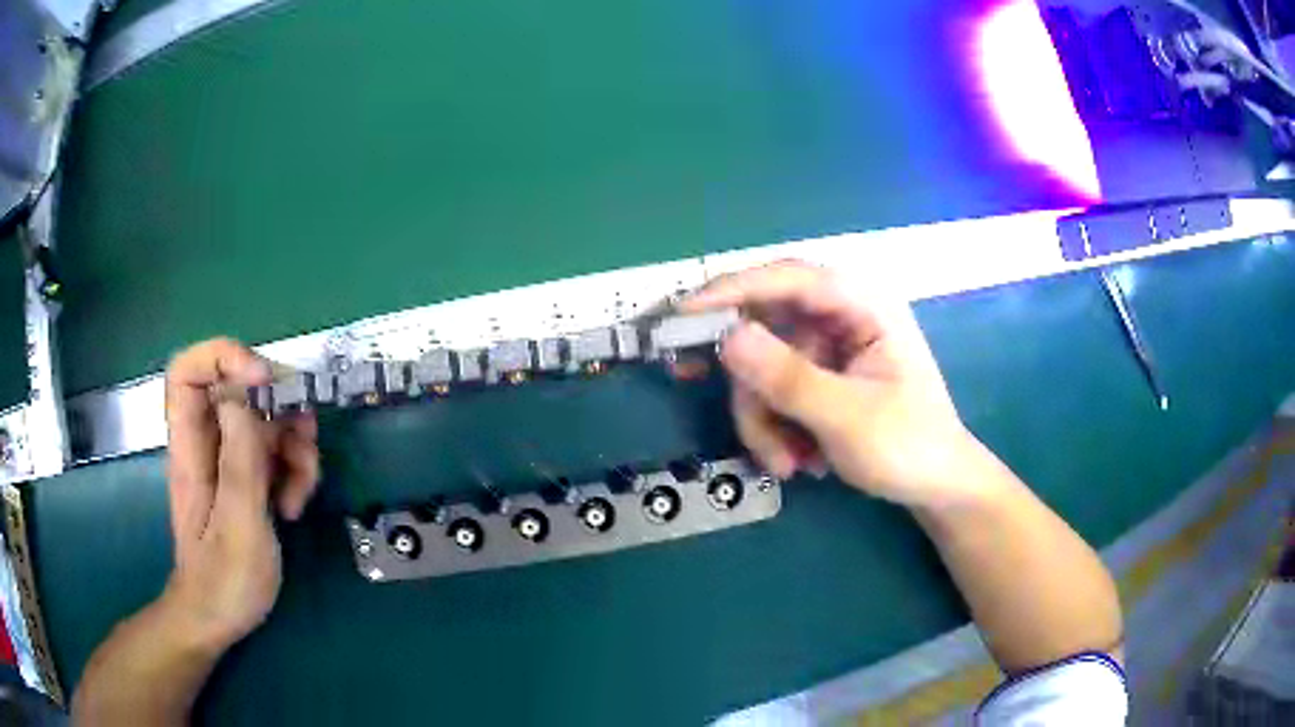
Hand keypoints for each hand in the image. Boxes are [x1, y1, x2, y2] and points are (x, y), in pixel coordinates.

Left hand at [161, 339, 320, 653]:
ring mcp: (228, 461)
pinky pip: (274, 452)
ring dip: (294, 445)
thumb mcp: (238, 526)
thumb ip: (240, 462)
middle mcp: (207, 444)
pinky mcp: (247, 478)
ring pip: (264, 421)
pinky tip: (295, 506)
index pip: (188, 373)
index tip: (264, 381)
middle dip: (277, 406)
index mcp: (190, 448)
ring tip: (301, 491)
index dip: (223, 358)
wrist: (218, 619)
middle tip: (304, 436)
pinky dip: (294, 470)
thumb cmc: (223, 582)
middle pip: (238, 390)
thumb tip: (240, 397)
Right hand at [682, 260, 979, 508]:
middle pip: (766, 329)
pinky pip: (774, 391)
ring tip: (791, 465)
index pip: (790, 279)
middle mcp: (842, 317)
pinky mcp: (820, 376)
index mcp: (865, 305)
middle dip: (754, 389)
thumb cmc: (909, 447)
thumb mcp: (848, 417)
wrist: (936, 487)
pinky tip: (803, 460)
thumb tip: (727, 337)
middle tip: (755, 435)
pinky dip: (777, 427)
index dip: (733, 290)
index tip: (683, 314)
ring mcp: (829, 348)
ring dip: (765, 421)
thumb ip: (788, 377)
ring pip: (763, 369)